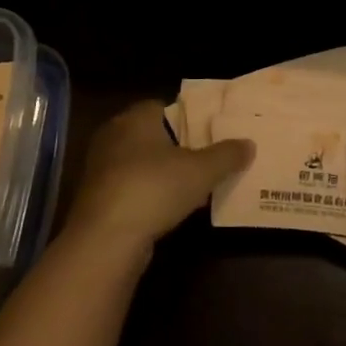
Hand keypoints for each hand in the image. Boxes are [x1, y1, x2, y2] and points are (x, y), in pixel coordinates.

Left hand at [62, 100, 252, 252]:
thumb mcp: (202, 171)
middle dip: (178, 147)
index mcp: (135, 118)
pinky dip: (150, 195)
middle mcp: (113, 136)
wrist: (106, 239)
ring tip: (195, 186)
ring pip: (141, 163)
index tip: (210, 133)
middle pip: (153, 135)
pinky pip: (131, 188)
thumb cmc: (154, 188)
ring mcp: (101, 168)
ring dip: (163, 174)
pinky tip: (171, 209)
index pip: (163, 106)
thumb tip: (249, 144)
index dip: (188, 118)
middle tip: (207, 159)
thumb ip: (227, 155)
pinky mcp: (97, 198)